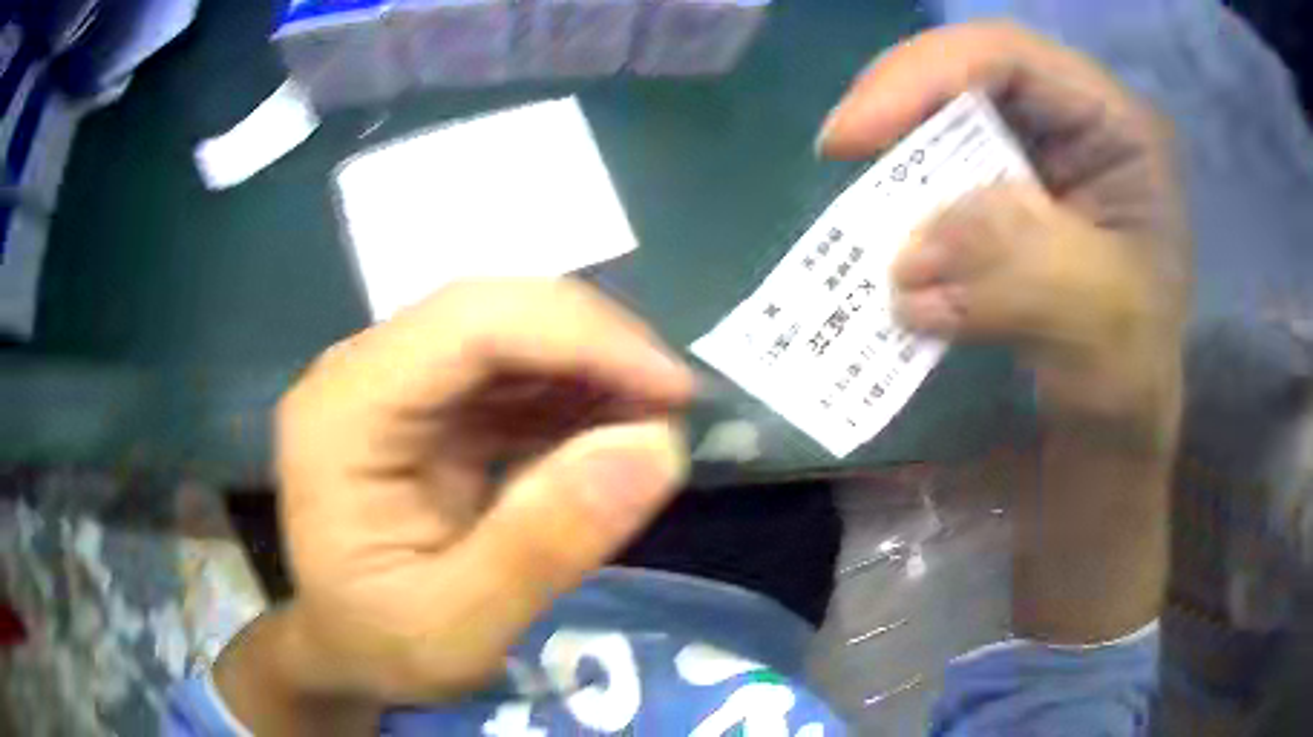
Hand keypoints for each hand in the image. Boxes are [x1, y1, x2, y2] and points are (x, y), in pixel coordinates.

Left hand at [218, 280, 693, 725]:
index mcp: (342, 413)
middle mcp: (359, 372)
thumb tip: (656, 448)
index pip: (469, 325)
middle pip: (491, 313)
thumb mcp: (459, 629)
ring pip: (508, 332)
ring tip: (648, 423)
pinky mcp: (423, 403)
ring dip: (588, 366)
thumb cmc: (382, 648)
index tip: (672, 390)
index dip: (581, 338)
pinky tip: (605, 430)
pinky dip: (568, 392)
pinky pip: (508, 371)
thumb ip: (545, 546)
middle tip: (671, 407)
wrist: (345, 648)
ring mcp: (391, 381)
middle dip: (594, 347)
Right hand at [819, 21, 1189, 447]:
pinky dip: (909, 204)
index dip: (924, 77)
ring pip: (950, 122)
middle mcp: (1075, 120)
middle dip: (903, 112)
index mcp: (1117, 126)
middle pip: (971, 75)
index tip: (850, 138)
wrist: (1116, 413)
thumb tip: (910, 258)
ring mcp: (1041, 152)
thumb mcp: (1095, 323)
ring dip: (903, 167)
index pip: (1011, 58)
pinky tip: (891, 239)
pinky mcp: (1011, 189)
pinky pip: (944, 172)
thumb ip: (1017, 269)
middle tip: (843, 154)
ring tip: (867, 214)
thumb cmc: (1130, 370)